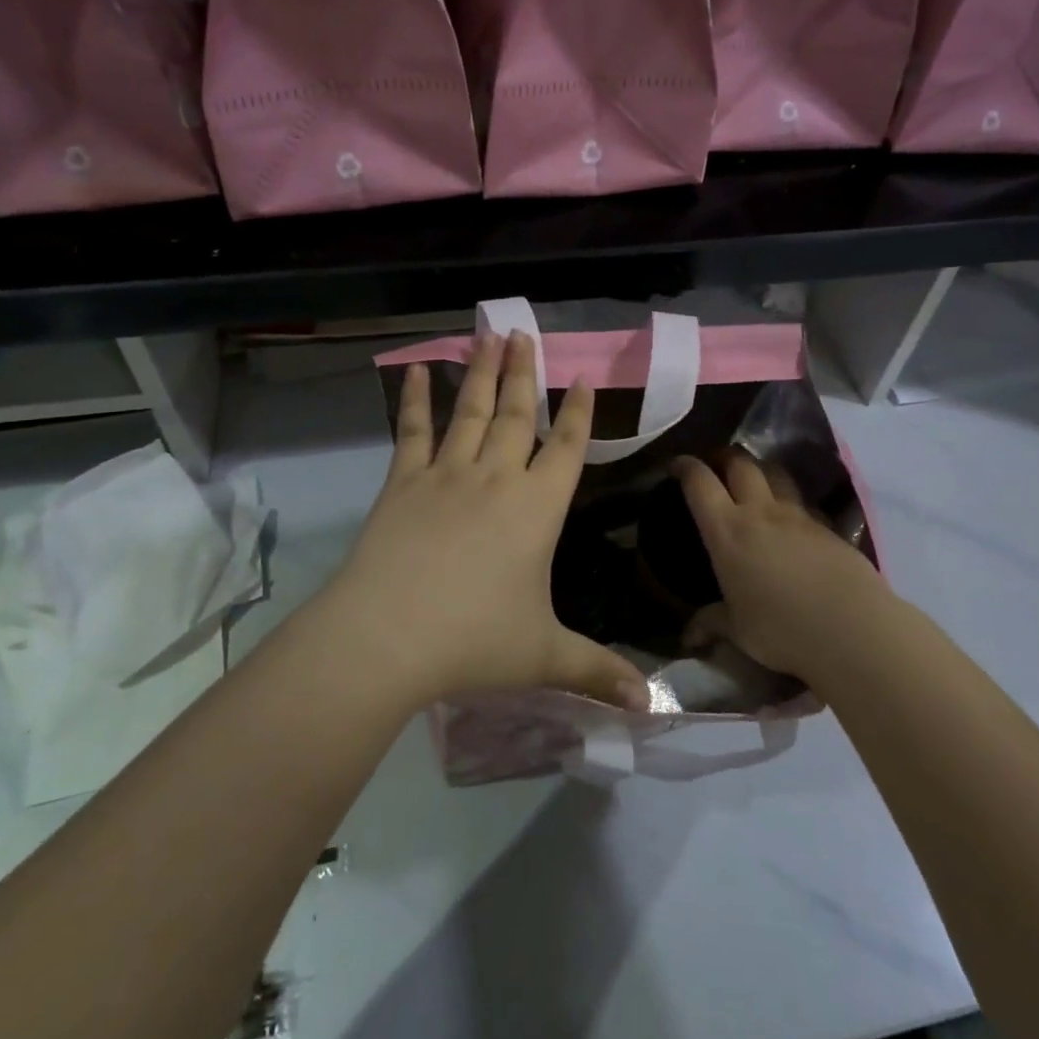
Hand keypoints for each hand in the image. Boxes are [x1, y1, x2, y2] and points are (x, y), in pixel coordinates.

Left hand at [320, 332, 649, 711]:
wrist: (387, 636)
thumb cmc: (474, 641)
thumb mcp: (545, 656)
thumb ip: (599, 673)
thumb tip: (651, 705)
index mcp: (536, 509)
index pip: (566, 449)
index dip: (577, 413)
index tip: (581, 377)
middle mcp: (495, 479)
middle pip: (517, 416)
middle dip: (525, 374)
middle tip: (524, 332)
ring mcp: (446, 476)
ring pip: (472, 412)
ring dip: (483, 373)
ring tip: (488, 335)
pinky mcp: (403, 483)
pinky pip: (414, 432)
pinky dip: (418, 400)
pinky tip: (419, 370)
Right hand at [675, 454, 891, 682]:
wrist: (853, 629)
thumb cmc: (782, 629)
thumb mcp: (739, 631)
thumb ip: (713, 624)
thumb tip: (690, 636)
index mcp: (727, 531)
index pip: (700, 482)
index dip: (686, 467)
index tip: (678, 466)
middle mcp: (760, 512)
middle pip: (741, 463)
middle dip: (725, 458)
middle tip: (717, 467)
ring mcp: (798, 516)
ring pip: (776, 474)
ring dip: (760, 471)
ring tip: (755, 484)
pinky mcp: (828, 528)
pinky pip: (803, 503)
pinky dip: (790, 502)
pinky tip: (791, 523)